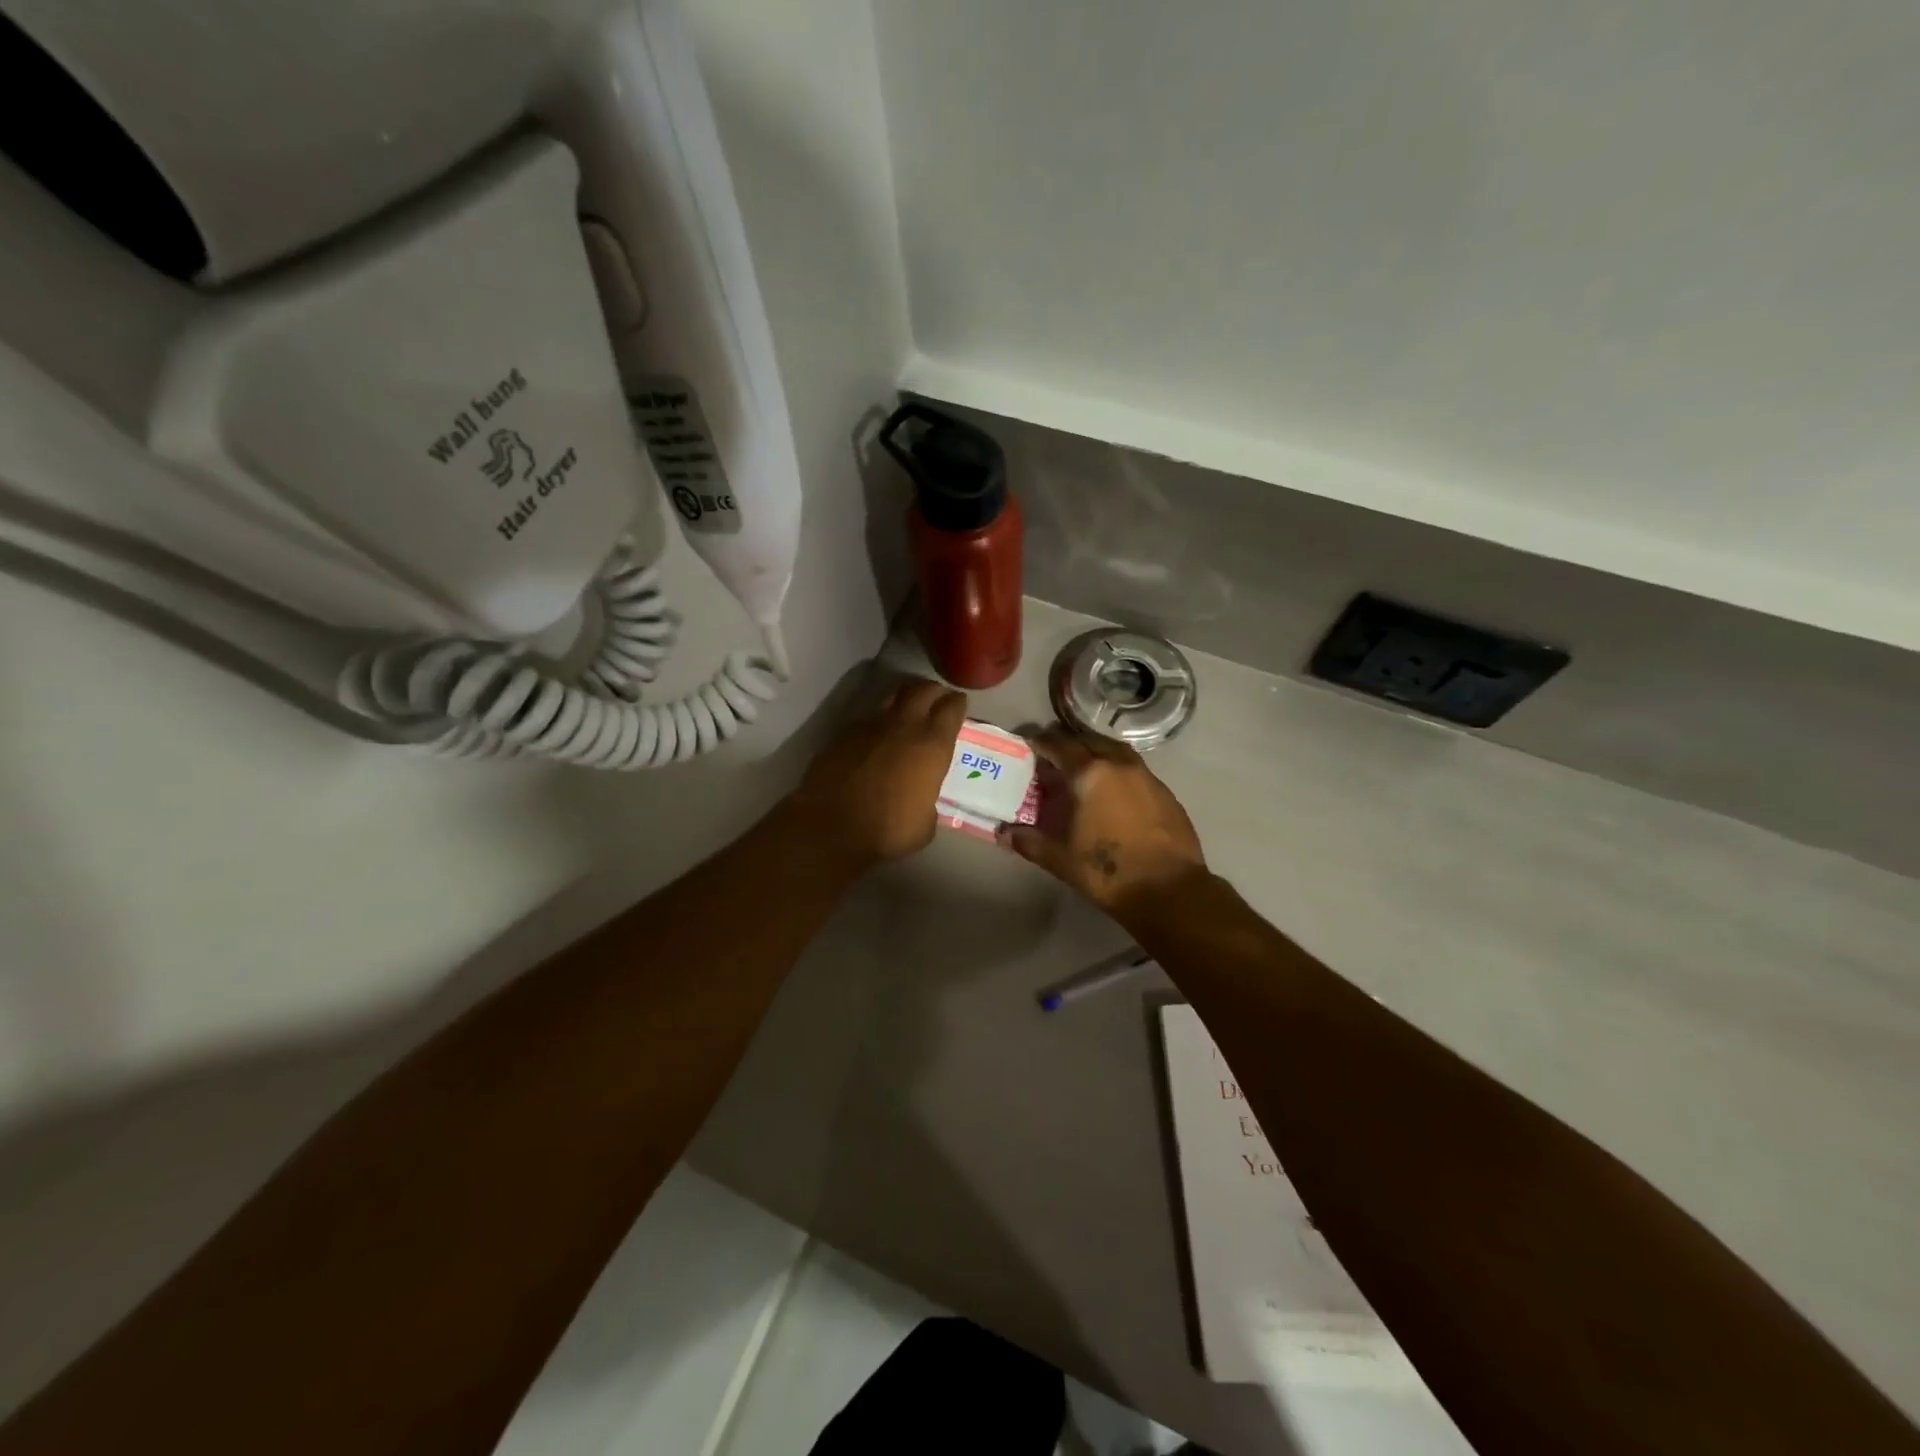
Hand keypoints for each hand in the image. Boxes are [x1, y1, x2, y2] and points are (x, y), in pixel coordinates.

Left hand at [792, 676, 966, 868]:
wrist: (832, 827)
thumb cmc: (889, 830)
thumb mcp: (926, 822)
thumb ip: (928, 798)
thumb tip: (920, 796)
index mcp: (932, 745)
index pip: (952, 707)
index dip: (957, 703)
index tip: (959, 704)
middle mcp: (904, 726)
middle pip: (923, 690)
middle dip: (933, 691)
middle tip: (937, 698)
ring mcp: (870, 726)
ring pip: (892, 695)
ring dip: (904, 698)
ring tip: (908, 707)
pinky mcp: (843, 734)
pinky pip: (867, 717)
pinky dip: (876, 720)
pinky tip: (876, 735)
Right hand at [1000, 726, 1207, 917]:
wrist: (1169, 890)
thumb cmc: (1107, 872)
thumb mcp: (1060, 859)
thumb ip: (1029, 842)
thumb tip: (1003, 833)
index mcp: (1090, 774)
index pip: (1059, 745)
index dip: (1041, 742)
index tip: (1029, 744)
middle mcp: (1119, 764)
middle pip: (1089, 740)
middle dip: (1069, 744)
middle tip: (1054, 756)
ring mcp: (1146, 776)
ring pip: (1115, 751)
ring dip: (1096, 752)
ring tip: (1083, 769)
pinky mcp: (1165, 792)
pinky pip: (1134, 769)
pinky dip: (1118, 770)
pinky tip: (1113, 791)